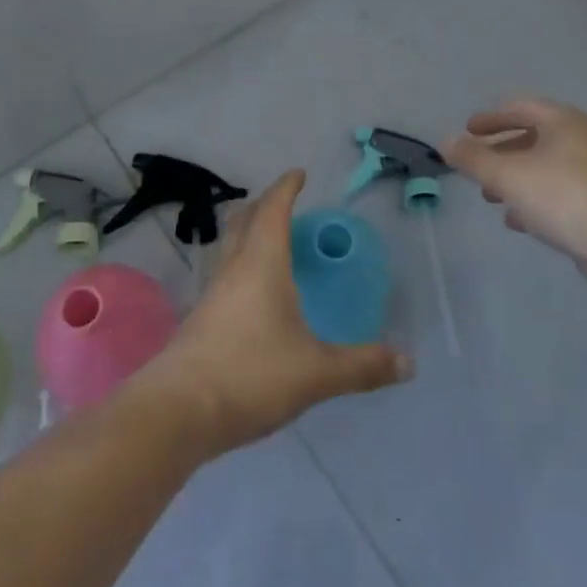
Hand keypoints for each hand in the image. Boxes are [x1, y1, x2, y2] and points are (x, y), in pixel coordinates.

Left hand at [136, 170, 411, 456]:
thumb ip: (362, 366)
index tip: (298, 174)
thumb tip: (408, 363)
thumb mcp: (316, 373)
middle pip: (244, 222)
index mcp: (261, 263)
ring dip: (248, 236)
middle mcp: (233, 269)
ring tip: (271, 246)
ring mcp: (211, 295)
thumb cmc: (251, 375)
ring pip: (229, 249)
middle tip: (284, 204)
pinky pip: (224, 278)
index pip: (273, 210)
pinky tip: (254, 297)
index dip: (286, 188)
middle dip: (263, 206)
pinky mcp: (199, 322)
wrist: (177, 412)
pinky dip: (241, 269)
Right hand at [443, 98, 586, 263]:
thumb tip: (445, 142)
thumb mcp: (507, 175)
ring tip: (490, 197)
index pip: (520, 108)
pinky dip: (534, 201)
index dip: (491, 118)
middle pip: (532, 138)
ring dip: (515, 179)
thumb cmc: (562, 196)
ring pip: (544, 169)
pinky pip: (558, 194)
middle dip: (501, 152)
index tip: (468, 130)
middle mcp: (580, 140)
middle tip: (476, 166)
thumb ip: (473, 158)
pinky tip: (517, 221)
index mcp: (562, 122)